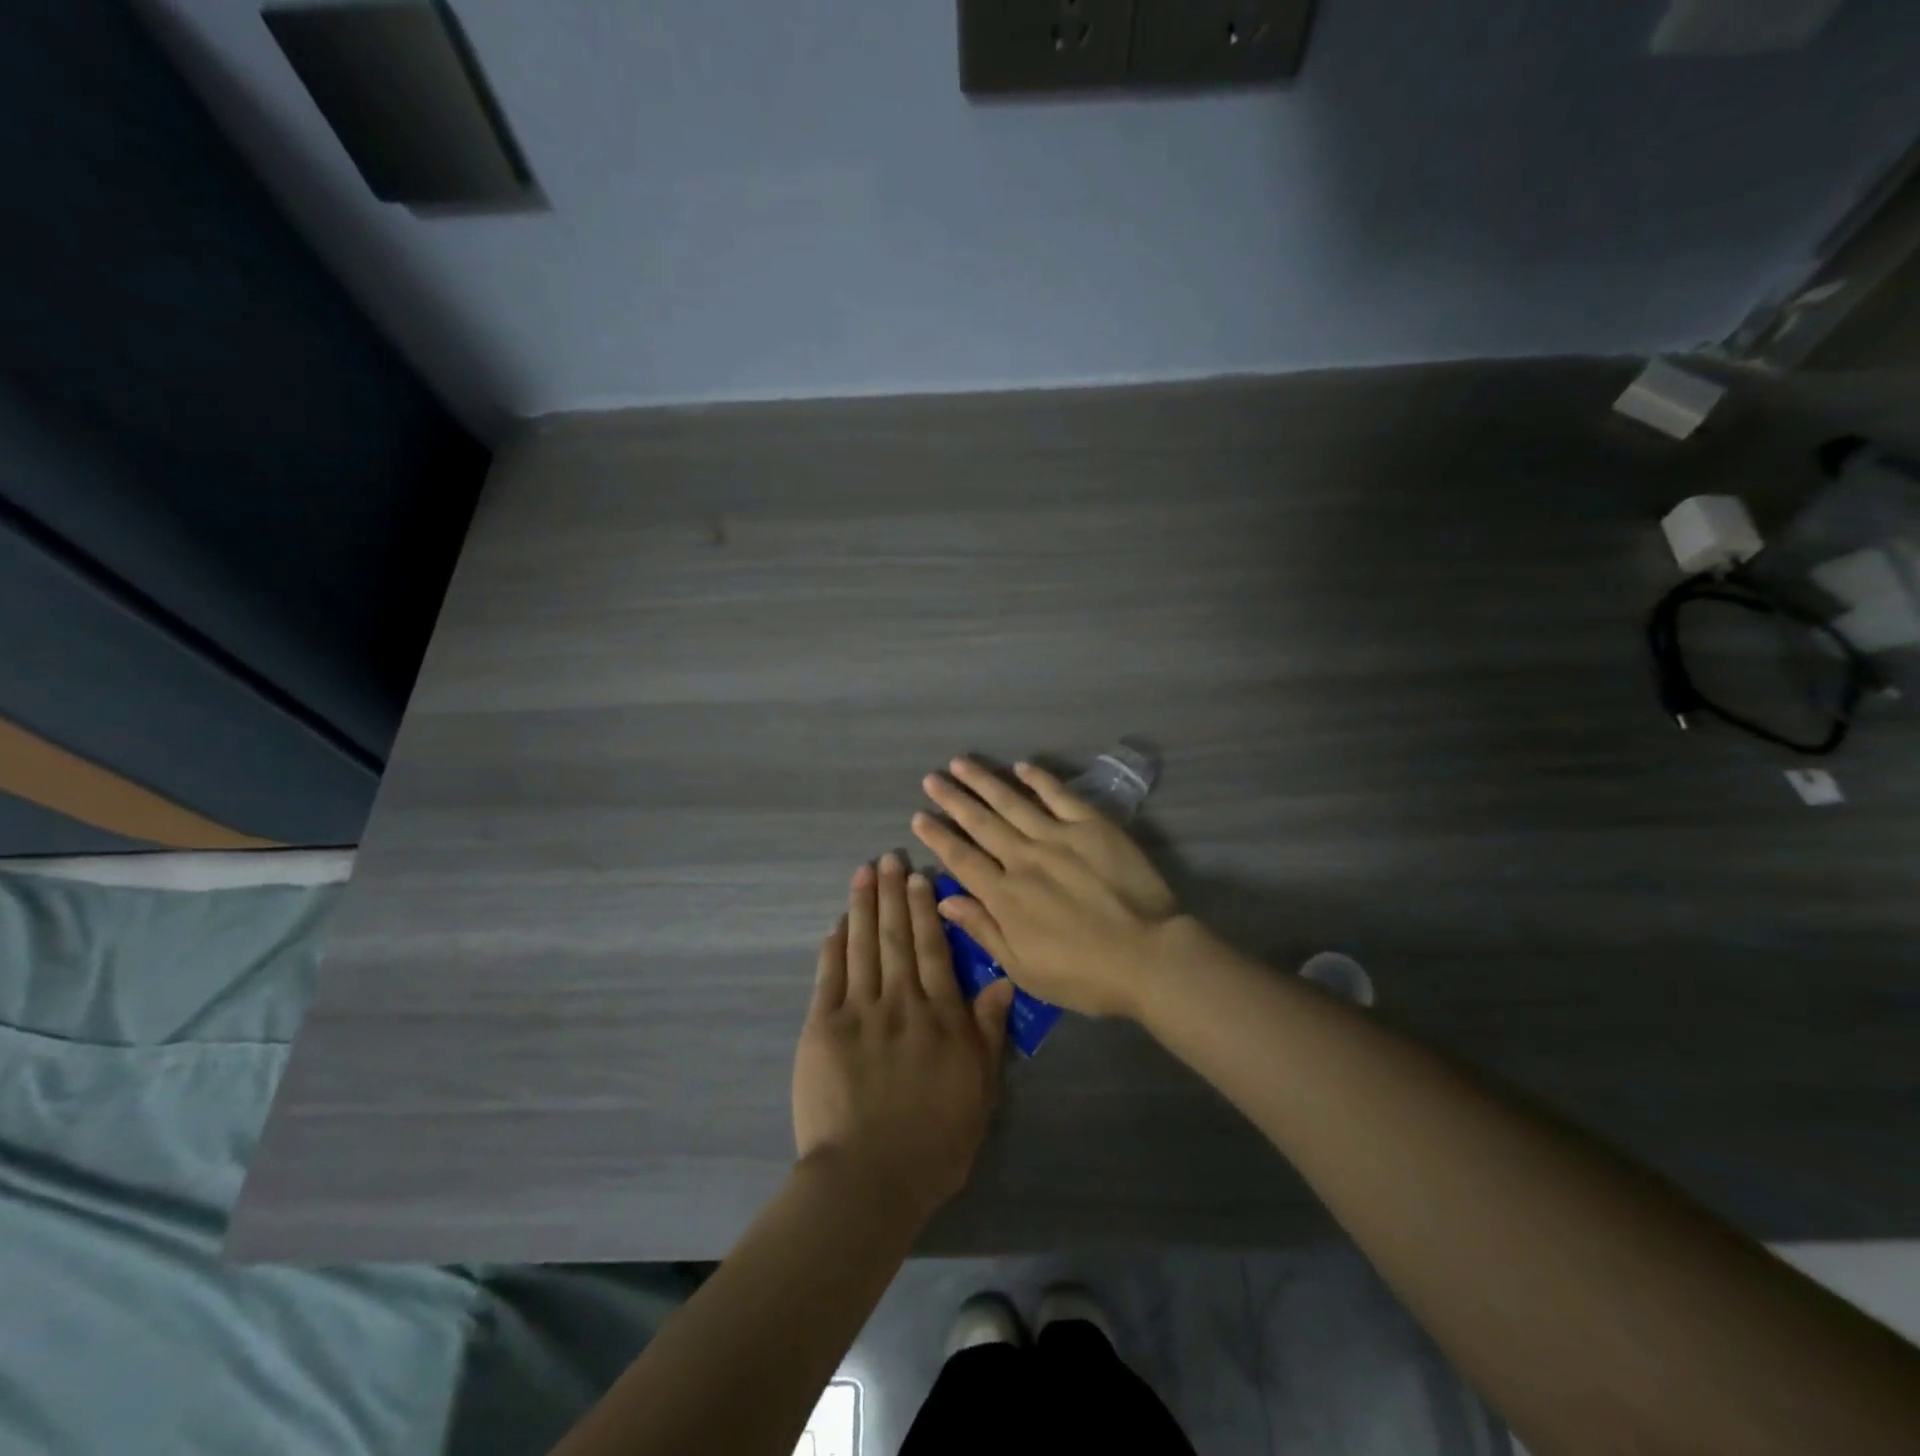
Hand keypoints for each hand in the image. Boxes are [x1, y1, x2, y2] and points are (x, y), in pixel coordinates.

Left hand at [792, 853, 1013, 1223]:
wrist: (869, 1178)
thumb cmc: (934, 1143)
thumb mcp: (980, 1090)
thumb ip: (988, 1031)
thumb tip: (1002, 979)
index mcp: (941, 1016)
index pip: (934, 950)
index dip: (927, 910)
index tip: (921, 876)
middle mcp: (901, 1002)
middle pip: (898, 937)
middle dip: (893, 893)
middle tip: (889, 857)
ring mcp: (859, 1011)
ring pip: (864, 946)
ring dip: (864, 906)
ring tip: (864, 872)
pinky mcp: (823, 1027)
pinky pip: (830, 976)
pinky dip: (835, 945)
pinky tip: (838, 923)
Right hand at [911, 757, 1180, 1019]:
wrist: (1148, 956)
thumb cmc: (1083, 975)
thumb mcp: (1024, 968)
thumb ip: (983, 929)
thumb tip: (945, 898)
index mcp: (1005, 895)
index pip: (961, 858)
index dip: (937, 837)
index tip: (919, 817)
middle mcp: (1024, 858)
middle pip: (981, 823)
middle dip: (953, 800)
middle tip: (931, 779)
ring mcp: (1058, 837)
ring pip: (1012, 802)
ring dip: (984, 781)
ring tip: (961, 763)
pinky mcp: (1092, 826)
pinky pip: (1059, 795)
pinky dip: (1039, 779)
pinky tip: (1021, 766)